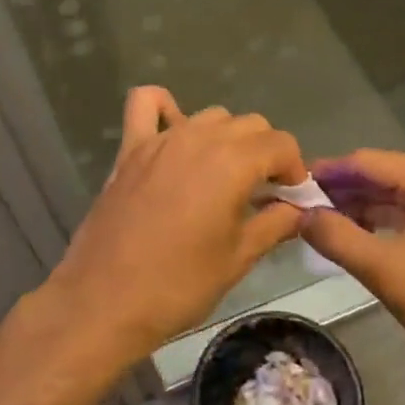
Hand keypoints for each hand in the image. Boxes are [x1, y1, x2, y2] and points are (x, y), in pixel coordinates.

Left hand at [43, 87, 306, 361]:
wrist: (105, 300)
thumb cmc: (179, 285)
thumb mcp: (237, 259)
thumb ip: (274, 225)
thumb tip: (299, 210)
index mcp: (232, 163)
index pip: (280, 143)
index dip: (294, 169)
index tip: (291, 199)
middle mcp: (199, 138)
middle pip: (249, 124)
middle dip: (265, 152)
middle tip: (262, 193)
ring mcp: (161, 140)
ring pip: (210, 116)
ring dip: (227, 137)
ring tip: (224, 175)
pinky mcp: (130, 149)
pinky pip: (146, 104)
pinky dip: (165, 108)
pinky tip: (175, 133)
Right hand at [300, 149, 404, 378]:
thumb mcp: (387, 271)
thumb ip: (338, 238)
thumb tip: (299, 215)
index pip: (366, 162)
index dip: (325, 173)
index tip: (288, 186)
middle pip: (379, 176)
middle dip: (339, 192)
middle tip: (296, 210)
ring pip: (393, 196)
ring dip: (357, 209)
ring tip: (316, 226)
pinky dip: (379, 224)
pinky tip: (352, 238)